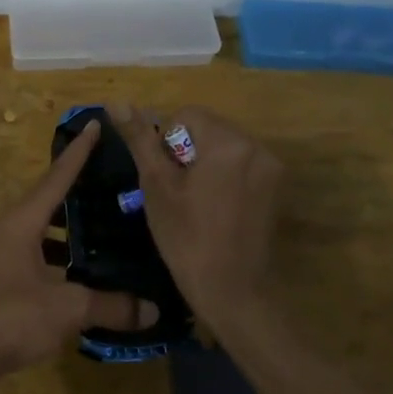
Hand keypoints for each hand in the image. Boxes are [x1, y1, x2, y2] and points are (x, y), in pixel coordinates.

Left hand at [0, 121, 158, 381]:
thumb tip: (153, 310)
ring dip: (66, 228)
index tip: (95, 124)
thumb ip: (110, 305)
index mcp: (22, 222)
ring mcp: (0, 254)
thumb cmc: (11, 317)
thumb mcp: (67, 308)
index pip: (57, 178)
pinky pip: (34, 253)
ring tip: (100, 227)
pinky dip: (57, 255)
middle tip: (108, 181)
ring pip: (39, 229)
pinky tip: (78, 272)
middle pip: (47, 200)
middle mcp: (9, 230)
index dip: (78, 152)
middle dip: (76, 190)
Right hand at [111, 104, 284, 326]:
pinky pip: (242, 166)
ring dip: (206, 164)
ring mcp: (272, 168)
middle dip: (187, 152)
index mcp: (228, 142)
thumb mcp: (156, 185)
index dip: (166, 143)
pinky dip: (225, 177)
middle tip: (178, 193)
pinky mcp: (277, 188)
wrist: (232, 292)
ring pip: (224, 147)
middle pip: (208, 129)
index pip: (186, 116)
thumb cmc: (186, 238)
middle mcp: (256, 147)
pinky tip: (216, 209)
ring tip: (196, 203)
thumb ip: (140, 139)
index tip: (166, 179)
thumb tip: (116, 102)